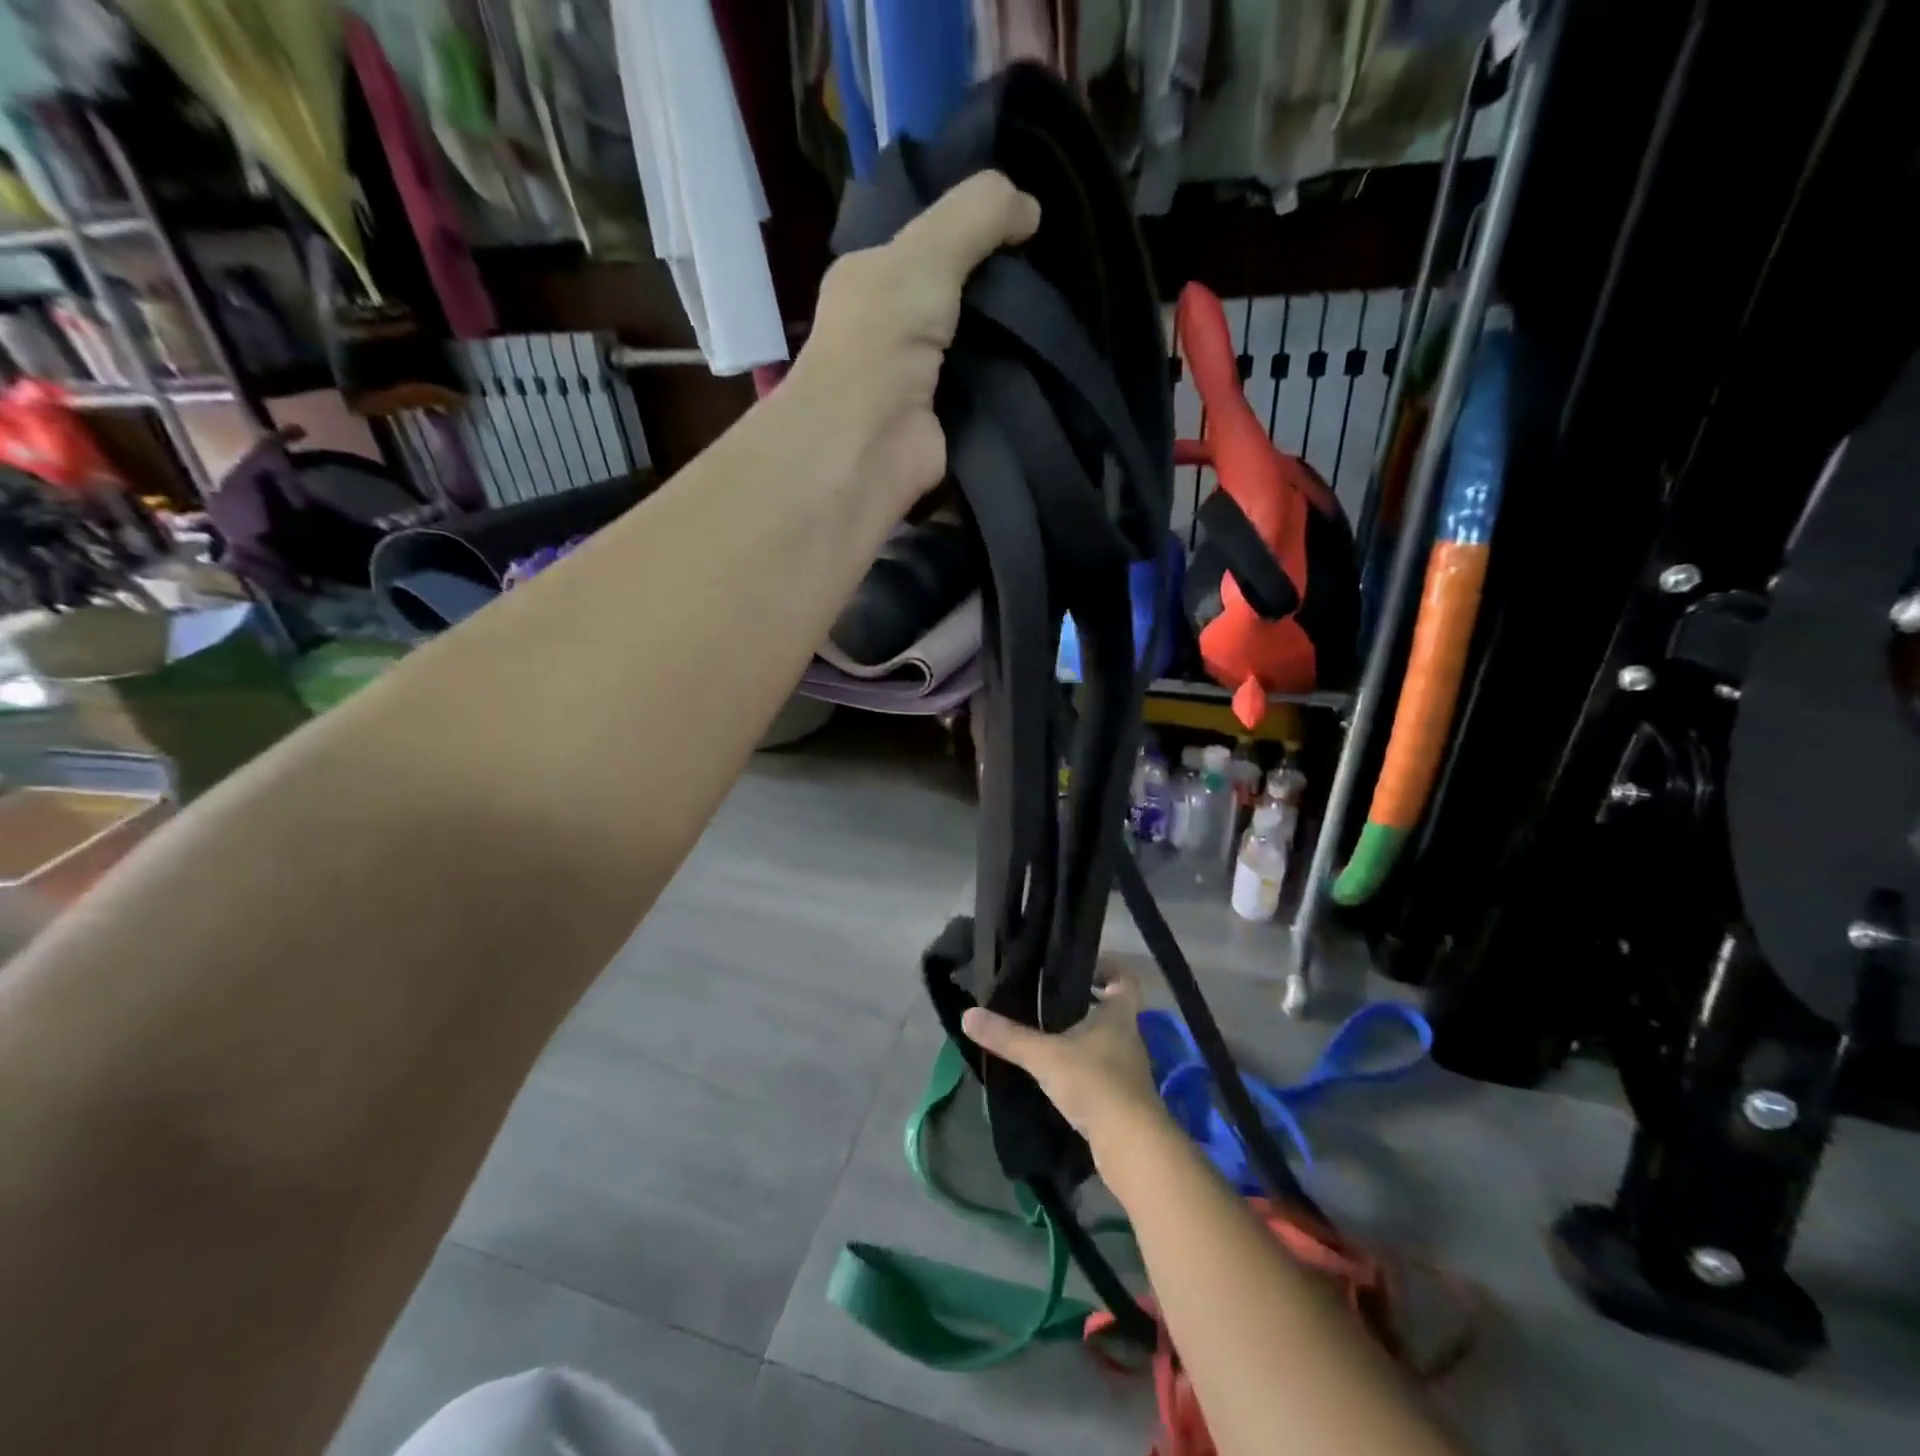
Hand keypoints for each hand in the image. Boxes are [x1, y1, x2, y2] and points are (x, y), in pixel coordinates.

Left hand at [788, 171, 1039, 512]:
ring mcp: (919, 381)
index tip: (1027, 220)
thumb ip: (977, 215)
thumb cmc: (883, 337)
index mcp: (872, 279)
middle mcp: (891, 329)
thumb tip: (1031, 208)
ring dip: (1016, 338)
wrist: (870, 445)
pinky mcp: (946, 425)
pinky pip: (988, 395)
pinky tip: (1054, 365)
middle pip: (959, 297)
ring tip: (1069, 312)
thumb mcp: (927, 252)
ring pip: (978, 347)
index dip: (973, 228)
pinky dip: (1016, 384)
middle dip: (1003, 288)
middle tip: (1059, 269)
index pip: (927, 243)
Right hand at [961, 969, 1168, 1159]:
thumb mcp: (1045, 1055)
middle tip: (1051, 1001)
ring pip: (1107, 1043)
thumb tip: (968, 1014)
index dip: (1107, 970)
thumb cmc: (1094, 1082)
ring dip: (1083, 1039)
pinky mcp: (1124, 1100)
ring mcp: (1129, 1071)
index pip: (1124, 980)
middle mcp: (1129, 1037)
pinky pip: (1102, 1073)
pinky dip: (1083, 1070)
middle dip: (1087, 1005)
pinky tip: (1058, 1076)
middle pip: (1113, 1011)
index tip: (1081, 969)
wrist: (1130, 1145)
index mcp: (1119, 1015)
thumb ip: (1008, 1036)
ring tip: (1048, 1036)